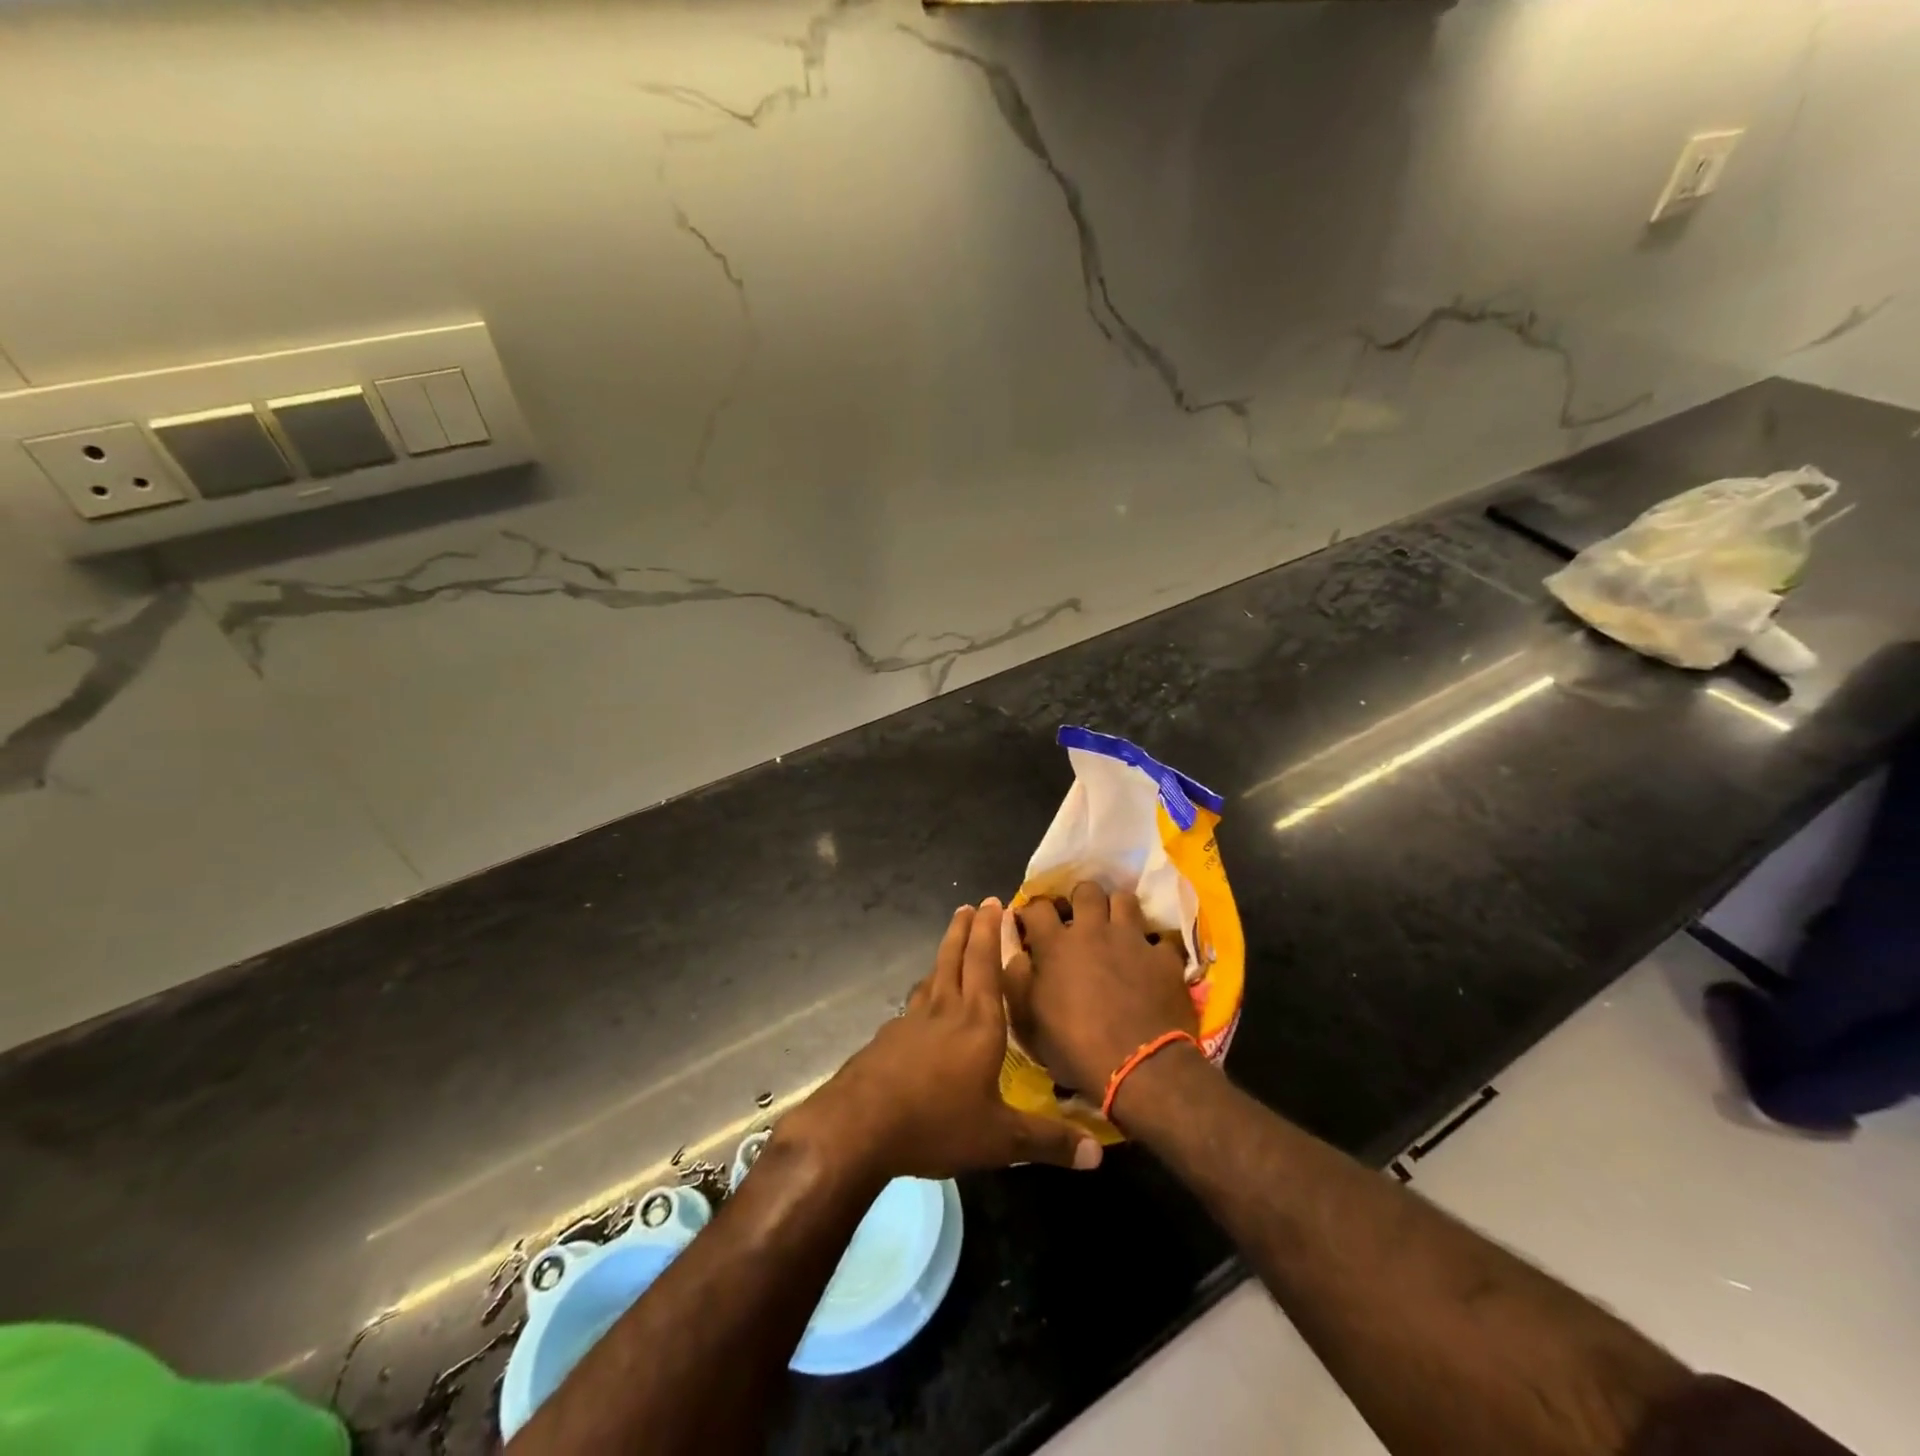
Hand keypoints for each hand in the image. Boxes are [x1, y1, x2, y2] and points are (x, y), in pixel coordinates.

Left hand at [779, 899, 1102, 1183]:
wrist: (859, 1126)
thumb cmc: (937, 1122)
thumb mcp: (1000, 1139)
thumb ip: (1047, 1141)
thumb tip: (1098, 1155)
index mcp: (977, 1023)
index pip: (986, 964)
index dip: (990, 932)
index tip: (994, 902)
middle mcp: (945, 1011)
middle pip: (954, 958)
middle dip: (965, 929)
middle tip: (970, 905)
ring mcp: (911, 1022)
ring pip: (932, 977)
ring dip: (943, 953)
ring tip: (950, 943)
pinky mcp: (888, 1040)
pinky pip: (913, 1004)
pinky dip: (924, 991)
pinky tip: (921, 1005)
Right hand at [1003, 882, 1197, 1100]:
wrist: (1139, 1068)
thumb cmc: (1076, 1049)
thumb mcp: (1029, 1024)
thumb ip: (1017, 983)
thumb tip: (1018, 956)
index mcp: (1055, 946)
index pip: (1037, 907)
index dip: (1032, 911)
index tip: (1032, 924)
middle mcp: (1093, 931)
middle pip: (1086, 890)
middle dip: (1081, 900)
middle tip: (1080, 920)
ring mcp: (1132, 940)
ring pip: (1125, 900)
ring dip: (1118, 911)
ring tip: (1117, 929)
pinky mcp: (1164, 957)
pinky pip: (1161, 938)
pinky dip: (1154, 946)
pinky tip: (1152, 959)